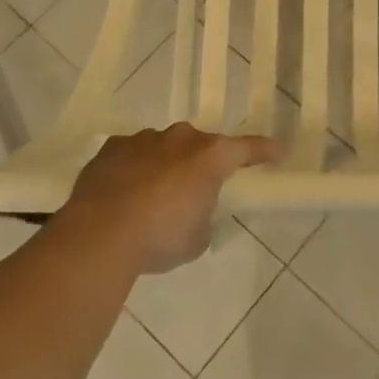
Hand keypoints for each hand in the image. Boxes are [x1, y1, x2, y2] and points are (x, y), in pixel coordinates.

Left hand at [64, 123, 278, 274]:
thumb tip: (195, 215)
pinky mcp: (112, 147)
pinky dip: (134, 168)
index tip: (278, 151)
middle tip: (197, 189)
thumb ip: (203, 220)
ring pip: (164, 147)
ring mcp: (144, 139)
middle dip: (201, 163)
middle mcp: (181, 139)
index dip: (265, 150)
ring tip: (154, 197)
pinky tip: (124, 193)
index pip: (247, 148)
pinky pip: (132, 154)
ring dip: (166, 165)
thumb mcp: (197, 240)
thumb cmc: (160, 237)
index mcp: (211, 157)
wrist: (100, 234)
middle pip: (201, 145)